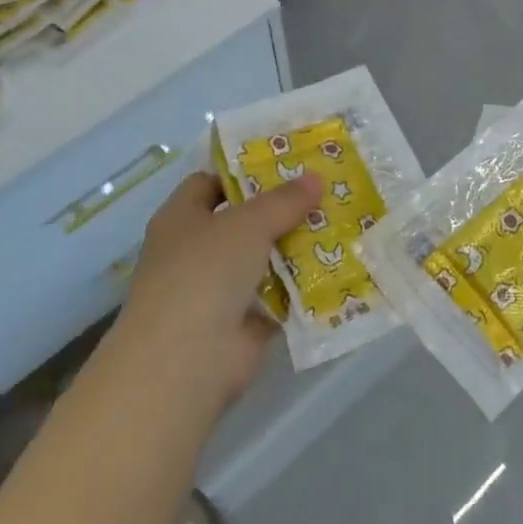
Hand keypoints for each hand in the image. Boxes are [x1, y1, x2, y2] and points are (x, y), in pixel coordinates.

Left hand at [112, 170, 320, 413]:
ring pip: (263, 259)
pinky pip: (279, 296)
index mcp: (181, 219)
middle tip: (326, 190)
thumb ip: (282, 200)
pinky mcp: (242, 323)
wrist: (188, 360)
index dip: (244, 171)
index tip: (286, 163)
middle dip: (281, 208)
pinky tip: (338, 268)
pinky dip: (303, 287)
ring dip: (296, 247)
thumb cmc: (204, 273)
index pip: (210, 183)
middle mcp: (195, 252)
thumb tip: (316, 178)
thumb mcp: (247, 223)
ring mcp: (218, 290)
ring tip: (341, 223)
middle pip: (242, 221)